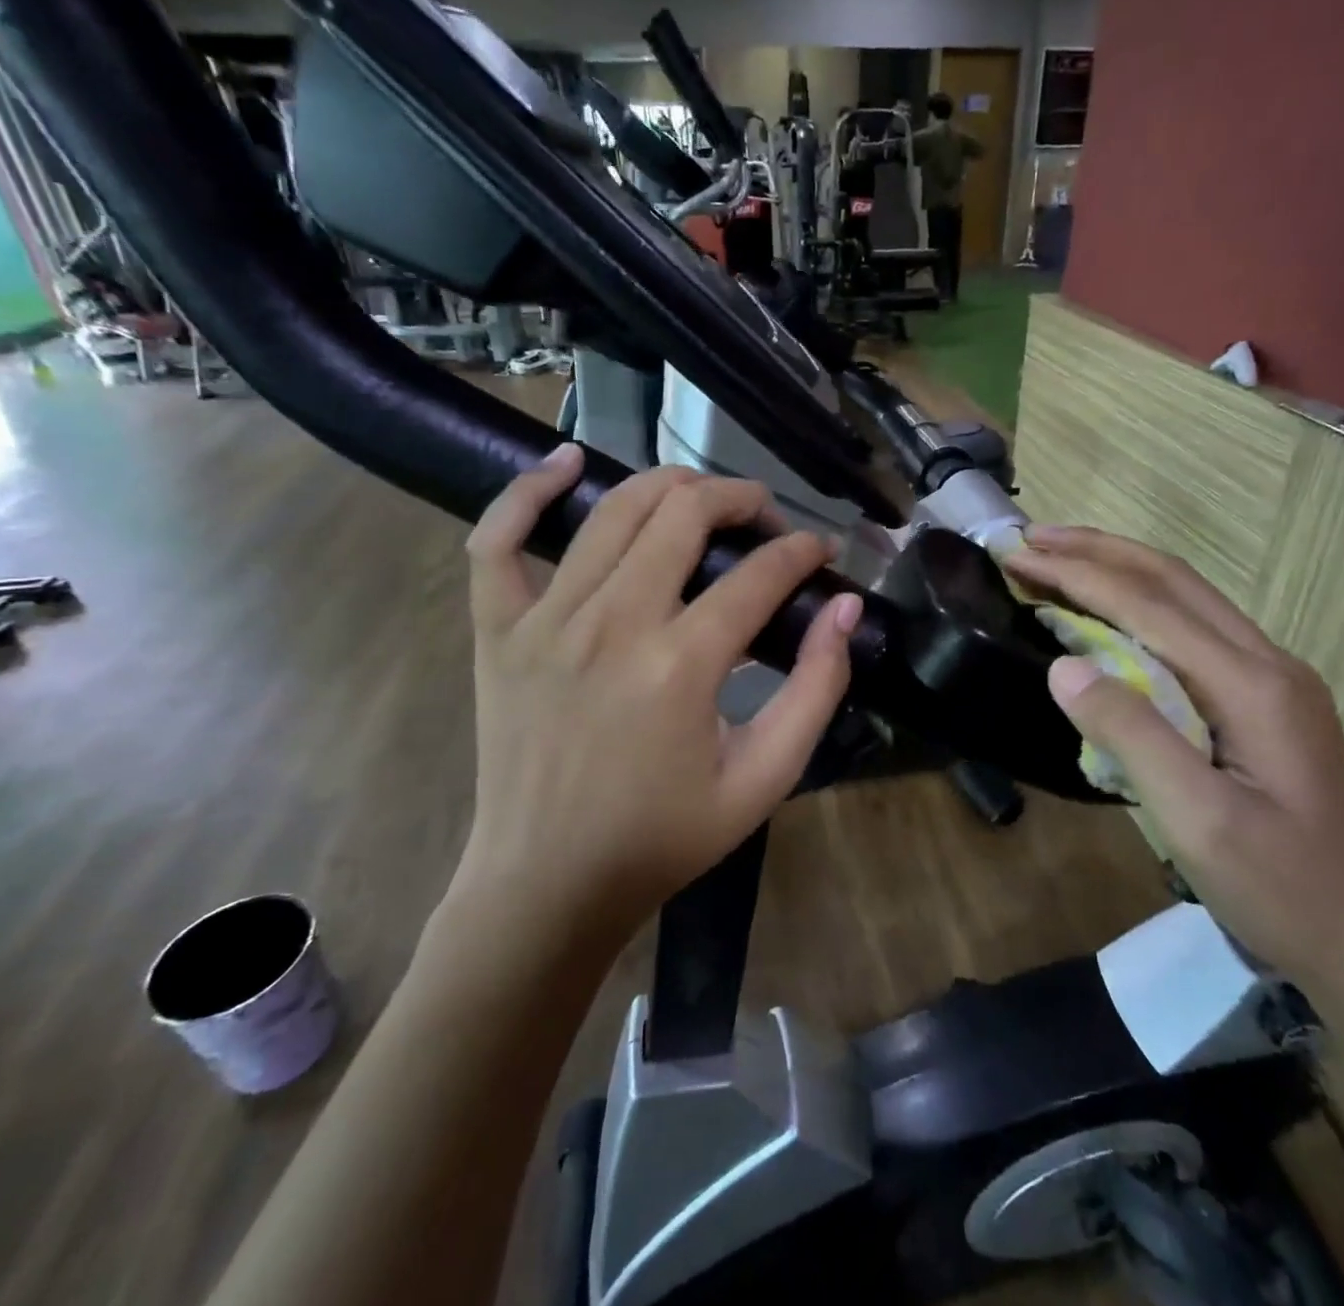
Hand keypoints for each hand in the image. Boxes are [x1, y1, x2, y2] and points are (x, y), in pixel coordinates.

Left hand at [449, 450, 859, 946]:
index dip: (802, 552)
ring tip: (701, 499)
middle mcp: (611, 623)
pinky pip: (498, 538)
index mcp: (680, 665)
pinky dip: (528, 489)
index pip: (758, 574)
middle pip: (684, 515)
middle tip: (766, 520)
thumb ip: (816, 690)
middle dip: (741, 499)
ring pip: (611, 510)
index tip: (822, 552)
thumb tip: (844, 610)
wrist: (548, 882)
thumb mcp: (764, 779)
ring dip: (669, 487)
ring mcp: (544, 620)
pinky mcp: (498, 630)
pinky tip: (567, 461)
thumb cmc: (664, 838)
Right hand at [1002, 526, 1343, 1004]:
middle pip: (1172, 579)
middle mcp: (1267, 662)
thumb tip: (1063, 666)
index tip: (1017, 556)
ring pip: (1187, 596)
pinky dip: (1142, 601)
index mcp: (1251, 684)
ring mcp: (1272, 677)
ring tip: (1062, 555)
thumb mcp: (1197, 820)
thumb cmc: (1279, 888)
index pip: (1148, 605)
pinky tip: (1114, 610)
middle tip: (1031, 537)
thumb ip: (1132, 736)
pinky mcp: (1266, 697)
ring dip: (1120, 567)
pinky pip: (1194, 626)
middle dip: (1097, 550)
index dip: (1077, 575)